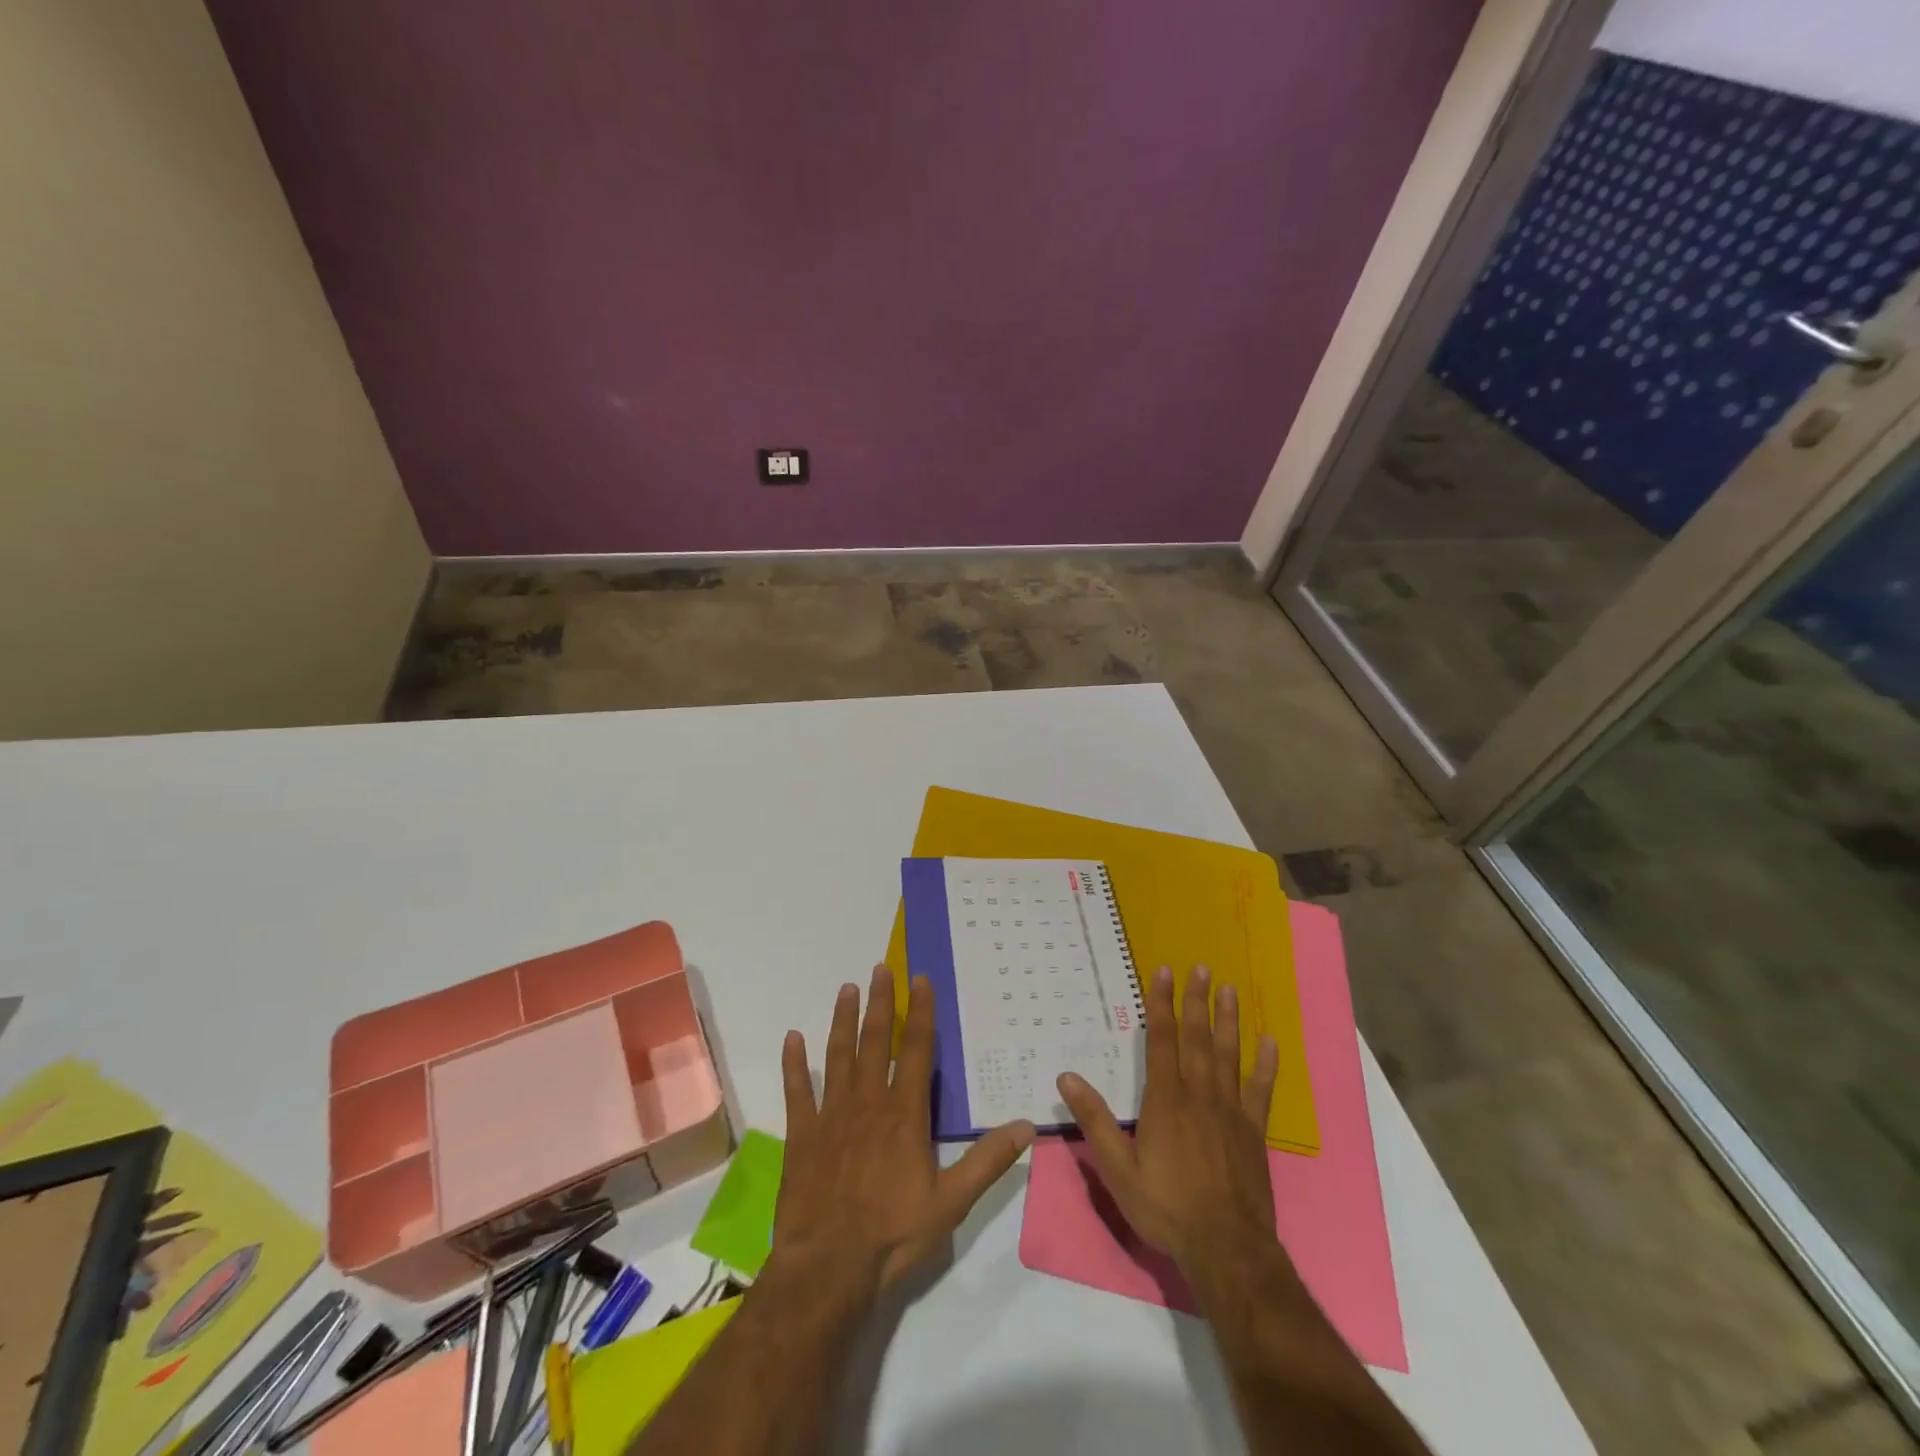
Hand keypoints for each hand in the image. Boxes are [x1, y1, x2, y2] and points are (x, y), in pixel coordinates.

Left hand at [771, 965, 1035, 1303]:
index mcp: (904, 1114)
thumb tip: (1027, 1126)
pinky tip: (792, 1038)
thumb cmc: (893, 1234)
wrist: (828, 1268)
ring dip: (842, 1020)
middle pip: (874, 1042)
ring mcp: (831, 1116)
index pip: (915, 1050)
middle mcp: (867, 1102)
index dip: (919, 1013)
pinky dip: (794, 1064)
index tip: (920, 980)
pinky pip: (797, 1091)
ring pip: (837, 1056)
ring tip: (846, 989)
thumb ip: (988, 1160)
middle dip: (879, 1003)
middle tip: (880, 968)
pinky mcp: (802, 1136)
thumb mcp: (952, 1202)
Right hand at [1058, 965, 1279, 1276]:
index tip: (1164, 972)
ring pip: (1229, 1055)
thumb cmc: (1166, 1208)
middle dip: (1197, 1001)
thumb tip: (1066, 1077)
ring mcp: (1231, 1111)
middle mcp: (1199, 1095)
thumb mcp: (1118, 1169)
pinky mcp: (1254, 1131)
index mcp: (1166, 1100)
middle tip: (1201, 968)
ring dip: (1228, 1021)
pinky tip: (1270, 1043)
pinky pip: (1261, 1091)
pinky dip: (1266, 1066)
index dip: (1161, 1004)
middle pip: (1198, 1038)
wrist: (1226, 1249)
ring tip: (1229, 990)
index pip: (1162, 1040)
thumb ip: (1096, 1121)